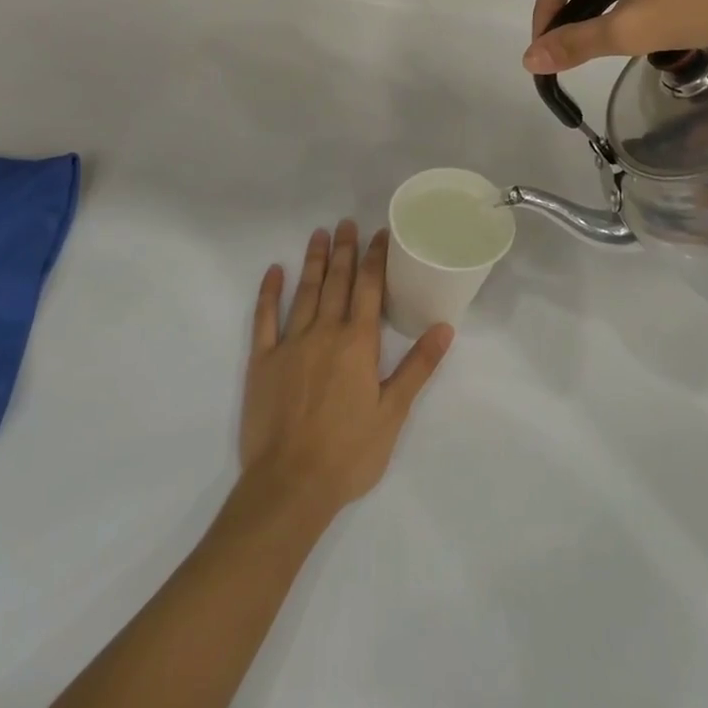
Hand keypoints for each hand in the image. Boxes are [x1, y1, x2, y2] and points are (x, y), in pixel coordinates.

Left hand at [238, 221, 453, 522]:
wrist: (290, 484)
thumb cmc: (349, 453)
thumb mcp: (393, 413)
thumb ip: (417, 367)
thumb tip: (444, 327)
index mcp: (357, 344)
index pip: (368, 288)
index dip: (374, 258)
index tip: (379, 234)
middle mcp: (324, 333)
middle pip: (337, 282)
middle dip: (345, 250)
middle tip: (347, 222)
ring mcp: (290, 344)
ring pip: (304, 292)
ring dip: (314, 261)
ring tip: (319, 234)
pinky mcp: (262, 360)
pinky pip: (265, 318)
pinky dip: (269, 293)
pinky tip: (275, 271)